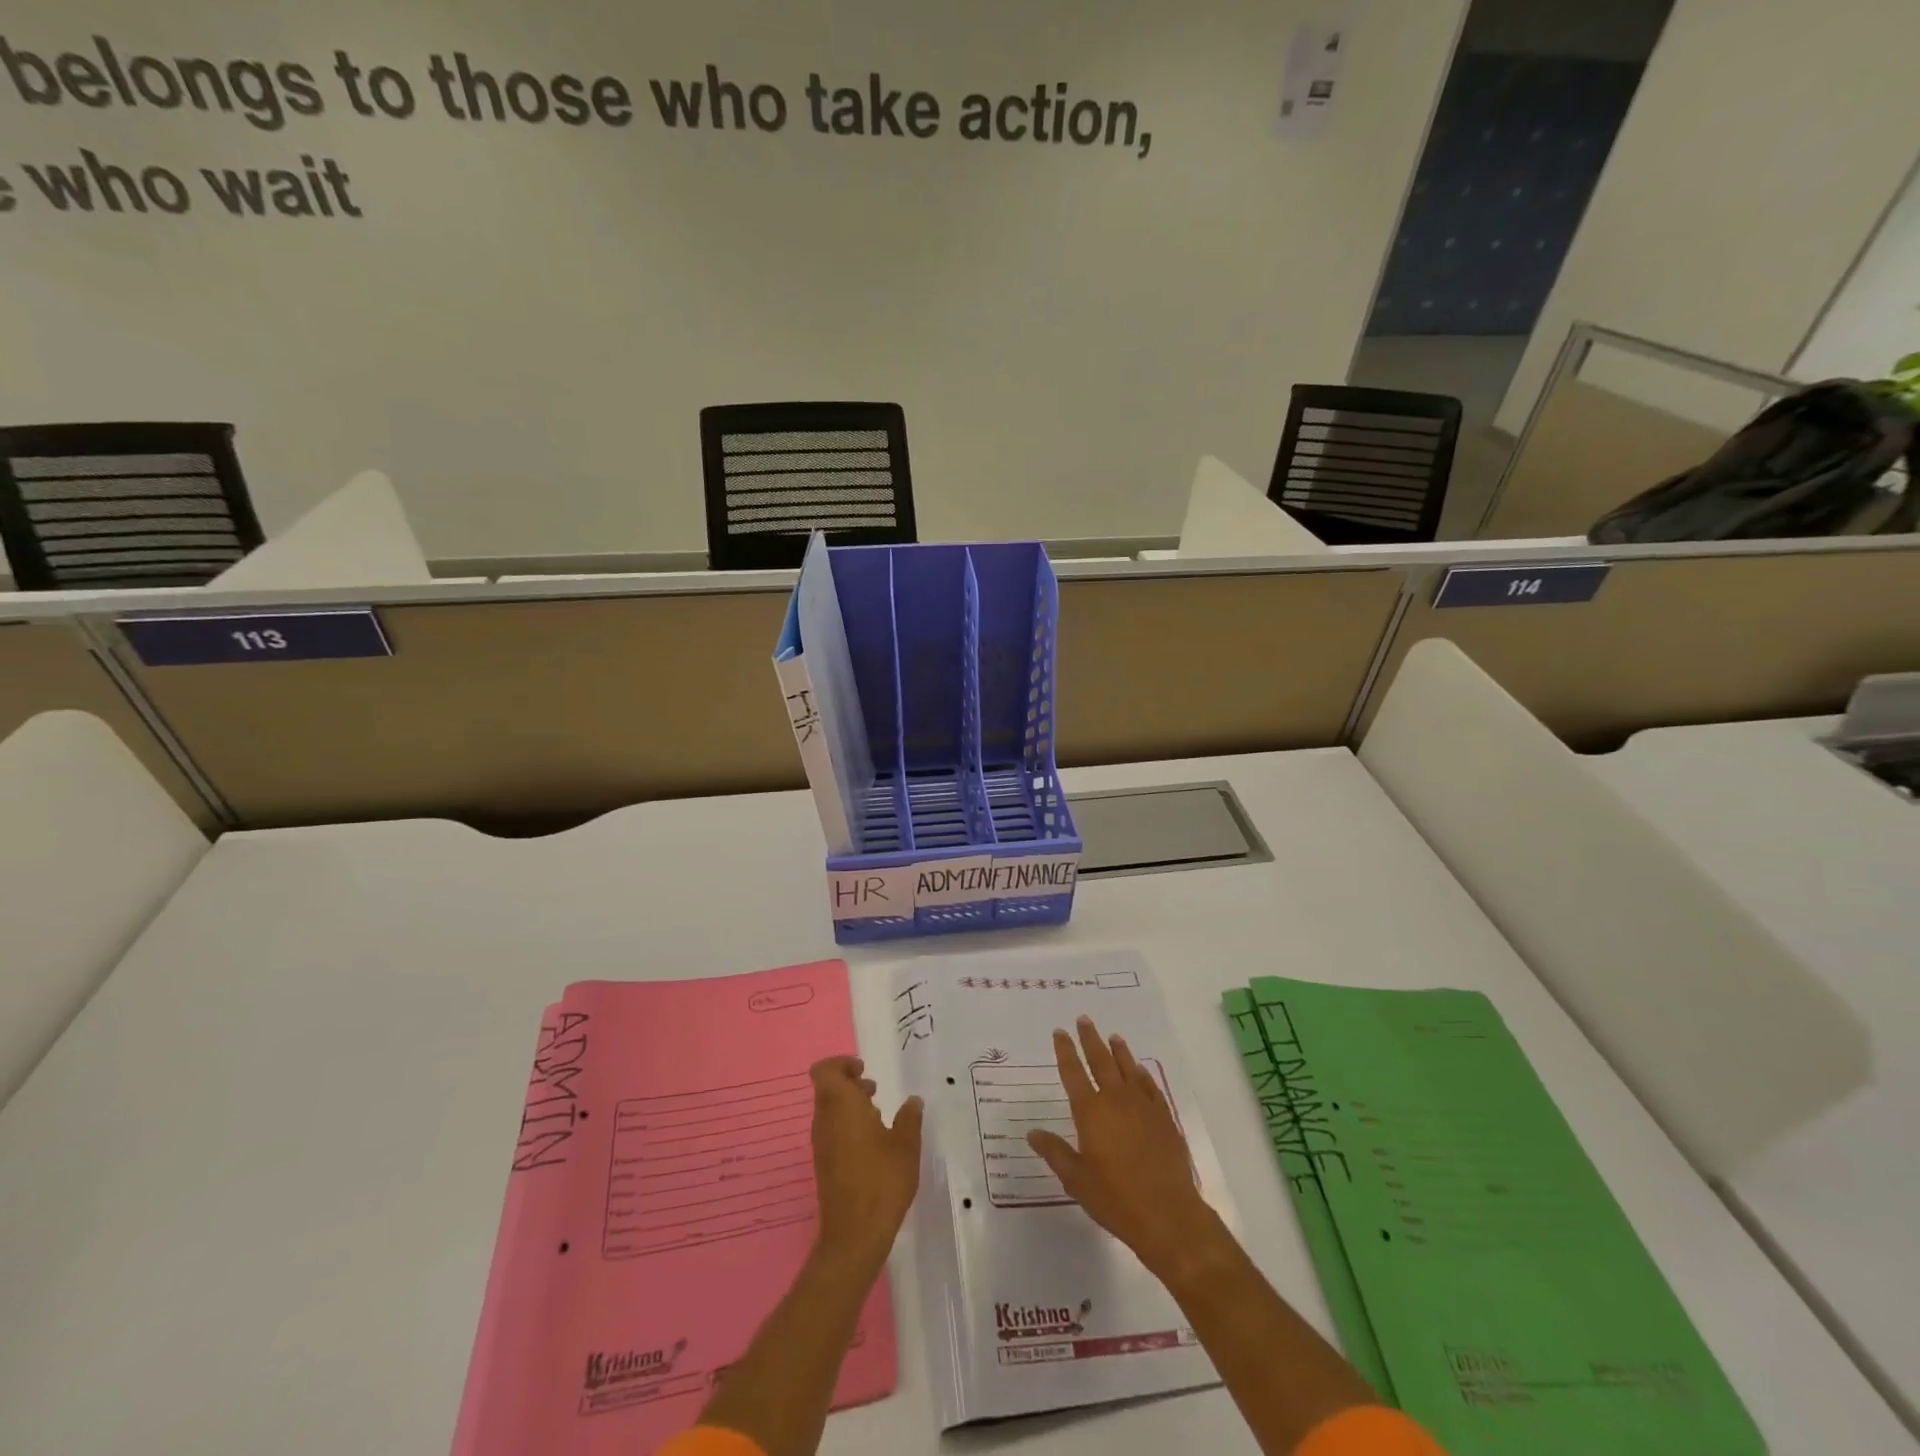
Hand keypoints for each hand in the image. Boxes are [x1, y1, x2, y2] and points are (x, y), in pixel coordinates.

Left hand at [809, 1056, 922, 1268]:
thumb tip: (913, 1101)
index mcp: (841, 1106)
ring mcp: (821, 1144)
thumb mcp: (906, 1145)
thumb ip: (909, 1118)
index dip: (841, 1064)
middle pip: (827, 1089)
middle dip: (850, 1084)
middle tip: (875, 1091)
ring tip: (879, 1116)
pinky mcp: (823, 1164)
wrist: (854, 1235)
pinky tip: (873, 1145)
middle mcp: (824, 1120)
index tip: (864, 1070)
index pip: (825, 1070)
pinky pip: (831, 1131)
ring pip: (829, 1111)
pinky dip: (848, 1126)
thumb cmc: (881, 1181)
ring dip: (850, 1106)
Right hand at [1027, 1017, 1217, 1280]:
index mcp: (1090, 1112)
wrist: (1167, 1214)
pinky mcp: (1164, 1118)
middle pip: (1101, 1061)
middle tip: (1084, 1019)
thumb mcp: (1076, 1180)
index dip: (1065, 1051)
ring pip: (1128, 1068)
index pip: (1073, 1073)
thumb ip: (1055, 1152)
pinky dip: (1142, 1074)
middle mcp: (1115, 1100)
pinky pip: (1150, 1087)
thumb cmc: (1115, 1199)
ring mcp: (1142, 1106)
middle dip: (1090, 1039)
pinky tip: (1139, 1070)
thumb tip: (1033, 1133)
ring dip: (1118, 1051)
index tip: (1060, 1032)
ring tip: (1112, 1036)